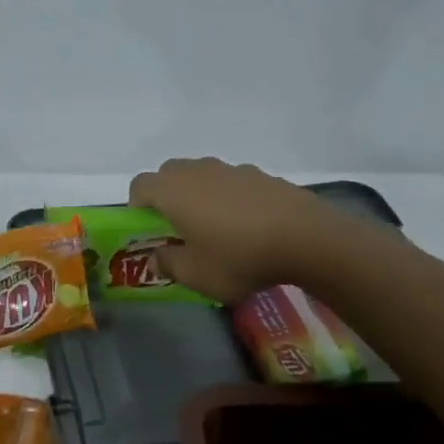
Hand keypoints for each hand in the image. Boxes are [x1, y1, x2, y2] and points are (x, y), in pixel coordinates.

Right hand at [127, 157, 339, 302]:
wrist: (307, 238)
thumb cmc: (239, 257)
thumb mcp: (196, 275)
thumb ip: (168, 264)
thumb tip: (157, 257)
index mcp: (174, 191)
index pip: (139, 185)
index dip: (137, 206)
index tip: (149, 230)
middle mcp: (198, 171)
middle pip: (169, 174)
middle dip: (166, 197)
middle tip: (178, 228)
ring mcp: (232, 169)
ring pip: (202, 175)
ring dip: (199, 195)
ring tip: (217, 229)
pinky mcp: (261, 175)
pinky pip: (231, 182)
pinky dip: (229, 198)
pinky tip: (248, 226)